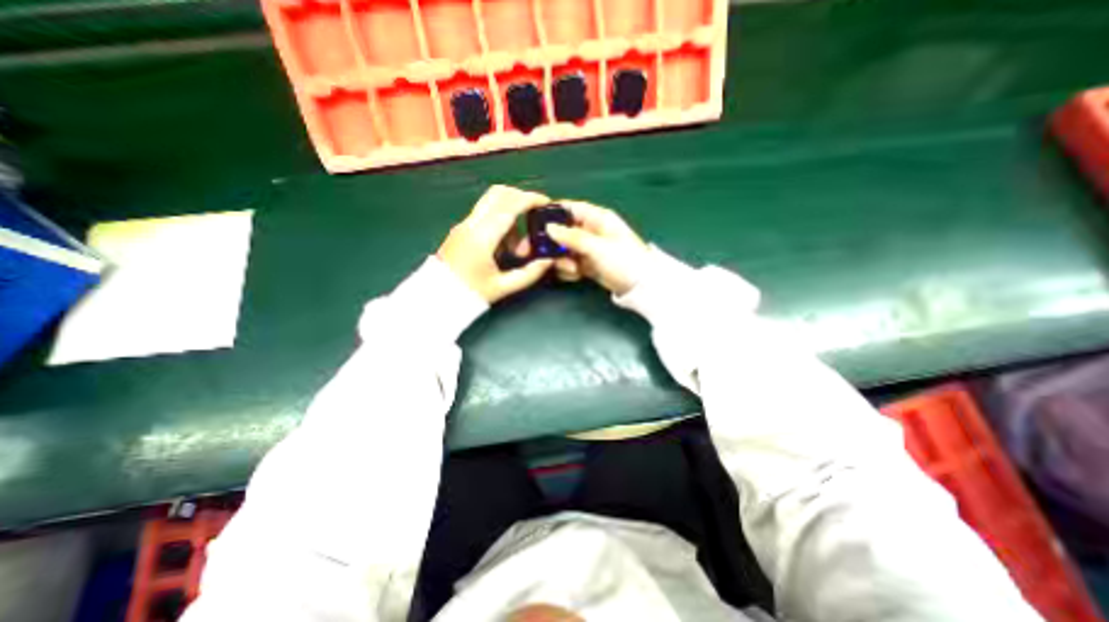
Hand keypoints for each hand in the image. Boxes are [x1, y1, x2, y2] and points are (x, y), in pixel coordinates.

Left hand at [436, 183, 551, 300]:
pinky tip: (504, 246)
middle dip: (521, 199)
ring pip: (492, 202)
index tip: (546, 203)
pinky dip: (500, 221)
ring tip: (517, 246)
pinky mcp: (462, 229)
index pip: (510, 205)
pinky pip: (485, 214)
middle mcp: (472, 223)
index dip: (531, 199)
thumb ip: (529, 273)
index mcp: (482, 236)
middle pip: (499, 193)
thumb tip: (548, 260)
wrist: (436, 297)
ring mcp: (465, 224)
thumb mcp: (503, 287)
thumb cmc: (469, 293)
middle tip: (535, 216)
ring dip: (511, 214)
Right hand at [545, 200, 652, 294]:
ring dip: (562, 260)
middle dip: (553, 244)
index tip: (535, 224)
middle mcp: (591, 230)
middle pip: (563, 231)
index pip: (570, 209)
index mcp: (597, 218)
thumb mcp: (598, 247)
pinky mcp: (587, 264)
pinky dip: (568, 269)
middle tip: (540, 255)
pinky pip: (570, 263)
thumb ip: (572, 237)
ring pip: (564, 249)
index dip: (552, 214)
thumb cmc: (623, 260)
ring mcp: (588, 248)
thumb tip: (549, 228)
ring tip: (573, 270)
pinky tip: (575, 275)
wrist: (639, 286)